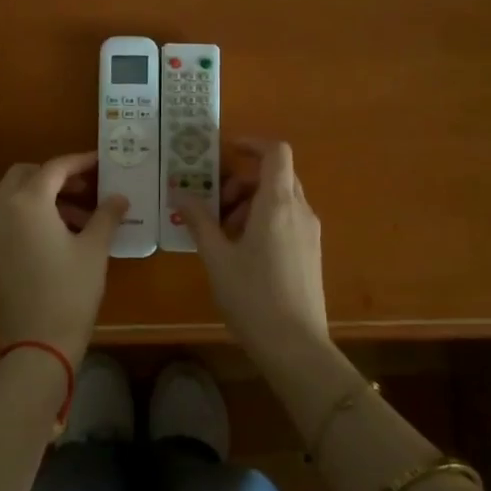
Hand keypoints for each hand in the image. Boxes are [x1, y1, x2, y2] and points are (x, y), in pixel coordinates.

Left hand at [0, 152, 126, 361]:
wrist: (36, 345)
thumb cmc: (69, 292)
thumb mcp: (94, 250)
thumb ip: (106, 216)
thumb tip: (119, 197)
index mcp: (26, 203)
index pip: (54, 168)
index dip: (79, 162)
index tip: (101, 161)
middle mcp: (2, 210)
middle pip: (25, 175)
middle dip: (55, 175)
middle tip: (86, 186)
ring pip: (15, 196)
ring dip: (45, 196)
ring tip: (83, 215)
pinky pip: (10, 217)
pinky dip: (32, 214)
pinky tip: (62, 234)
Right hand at [179, 140, 328, 361]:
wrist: (296, 346)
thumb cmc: (252, 296)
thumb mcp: (216, 257)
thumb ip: (198, 220)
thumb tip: (179, 193)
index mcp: (278, 203)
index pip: (276, 152)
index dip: (252, 143)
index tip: (225, 151)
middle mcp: (300, 210)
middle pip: (275, 175)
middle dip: (242, 181)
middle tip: (214, 205)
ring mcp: (309, 232)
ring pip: (280, 198)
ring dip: (250, 203)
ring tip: (222, 233)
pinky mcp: (310, 251)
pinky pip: (287, 219)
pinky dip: (263, 220)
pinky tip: (241, 251)